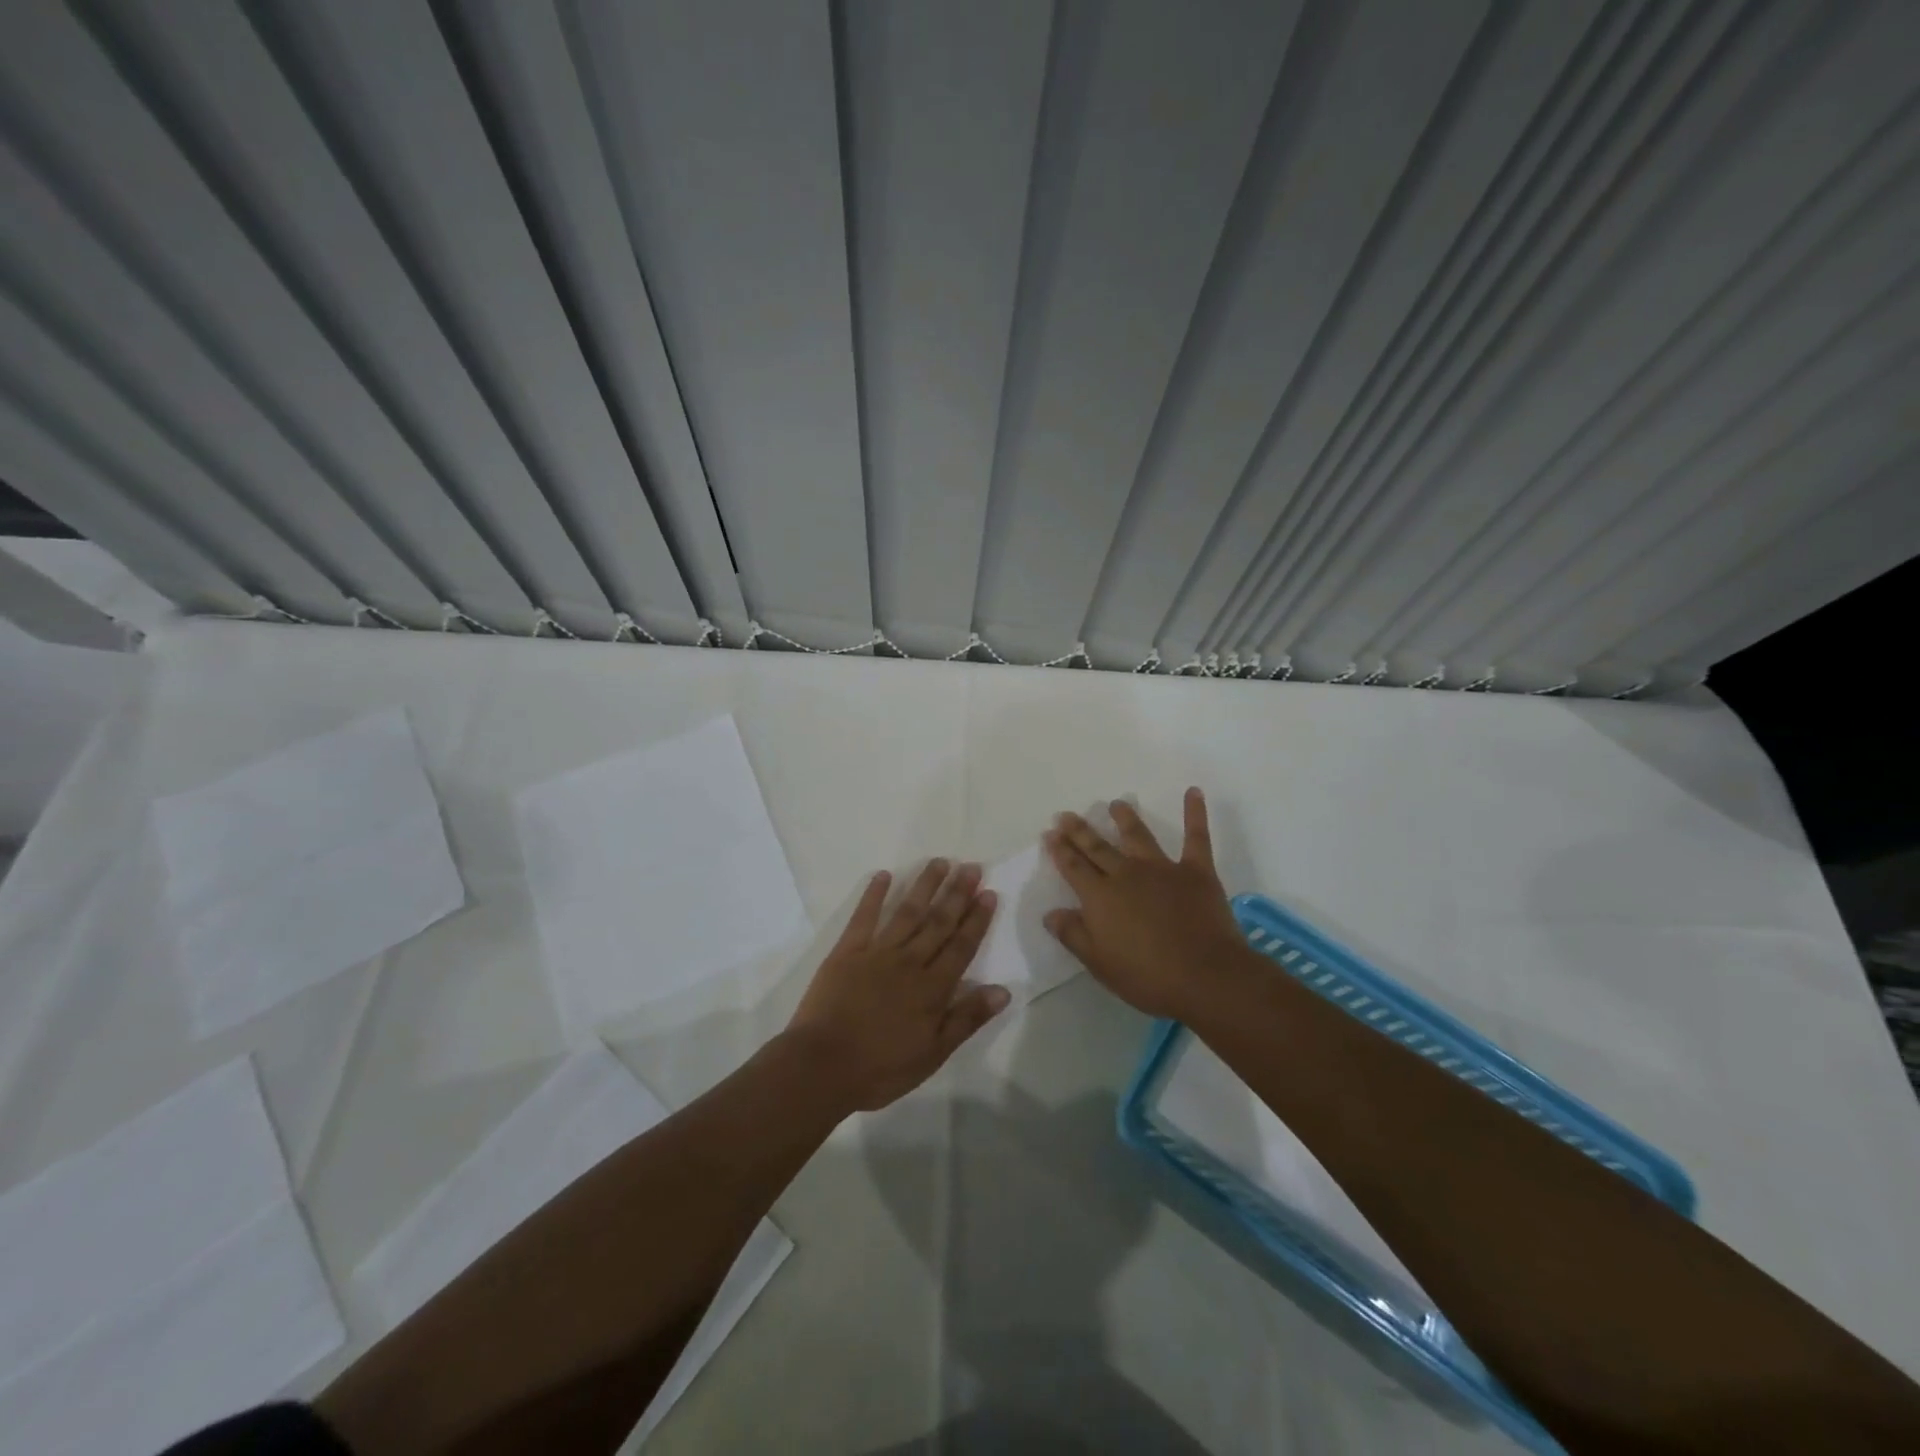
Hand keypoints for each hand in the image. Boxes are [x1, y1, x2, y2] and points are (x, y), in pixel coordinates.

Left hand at [786, 860, 1007, 1111]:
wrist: (822, 1066)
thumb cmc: (880, 1068)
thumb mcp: (932, 1054)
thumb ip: (966, 1019)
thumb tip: (1002, 990)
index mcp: (932, 988)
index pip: (961, 946)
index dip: (976, 919)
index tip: (988, 893)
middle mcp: (909, 962)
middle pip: (938, 922)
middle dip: (956, 893)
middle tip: (971, 866)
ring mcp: (877, 952)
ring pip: (907, 912)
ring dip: (924, 886)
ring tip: (940, 862)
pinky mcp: (847, 951)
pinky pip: (864, 917)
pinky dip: (874, 894)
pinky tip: (884, 875)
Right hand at [1042, 788, 1247, 1020]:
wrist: (1205, 976)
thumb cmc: (1148, 977)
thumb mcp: (1099, 963)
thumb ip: (1073, 935)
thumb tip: (1050, 913)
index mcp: (1100, 897)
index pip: (1073, 868)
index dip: (1060, 850)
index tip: (1050, 834)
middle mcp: (1126, 874)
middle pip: (1098, 847)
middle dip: (1080, 830)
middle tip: (1066, 814)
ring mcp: (1162, 869)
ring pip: (1138, 836)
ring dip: (1125, 818)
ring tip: (1116, 804)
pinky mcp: (1196, 871)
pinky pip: (1196, 837)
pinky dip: (1195, 813)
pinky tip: (1193, 792)